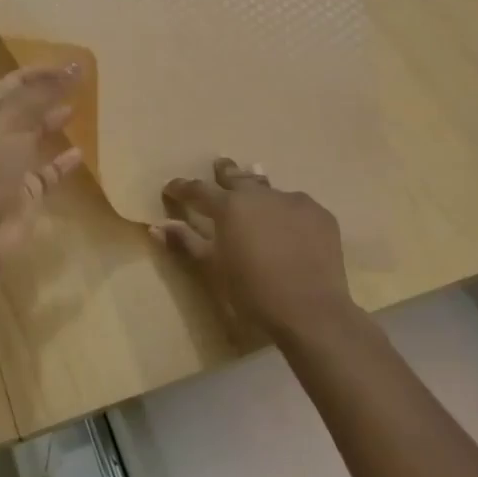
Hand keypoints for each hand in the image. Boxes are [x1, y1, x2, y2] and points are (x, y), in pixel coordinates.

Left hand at [0, 65, 83, 269]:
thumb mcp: (12, 119)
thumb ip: (44, 92)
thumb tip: (76, 65)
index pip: (16, 81)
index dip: (42, 71)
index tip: (75, 65)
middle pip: (27, 107)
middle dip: (51, 94)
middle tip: (86, 84)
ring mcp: (11, 165)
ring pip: (37, 138)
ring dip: (57, 123)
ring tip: (86, 109)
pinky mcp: (26, 193)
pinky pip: (49, 172)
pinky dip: (64, 162)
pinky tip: (82, 152)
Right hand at [154, 159, 355, 342]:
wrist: (311, 311)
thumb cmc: (253, 292)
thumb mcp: (213, 269)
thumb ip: (186, 242)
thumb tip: (157, 226)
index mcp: (229, 206)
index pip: (198, 190)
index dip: (182, 188)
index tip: (171, 188)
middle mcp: (259, 195)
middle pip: (237, 177)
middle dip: (224, 172)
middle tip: (219, 165)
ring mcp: (293, 201)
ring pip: (269, 188)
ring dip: (258, 188)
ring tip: (255, 182)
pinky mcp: (320, 214)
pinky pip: (297, 206)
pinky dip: (286, 211)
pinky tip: (289, 223)